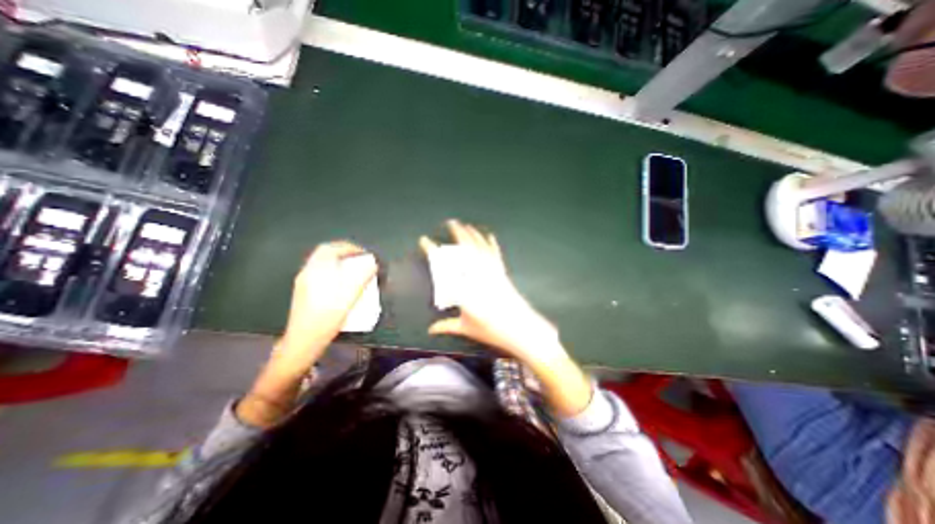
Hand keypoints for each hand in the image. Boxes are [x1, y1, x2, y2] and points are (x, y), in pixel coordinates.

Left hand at [276, 243, 379, 373]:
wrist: (303, 341)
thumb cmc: (326, 318)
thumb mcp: (348, 297)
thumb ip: (361, 278)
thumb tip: (373, 264)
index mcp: (316, 271)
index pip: (331, 248)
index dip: (350, 247)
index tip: (364, 254)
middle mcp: (307, 272)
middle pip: (325, 253)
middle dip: (344, 252)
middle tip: (360, 258)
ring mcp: (304, 281)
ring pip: (322, 262)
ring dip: (339, 260)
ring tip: (354, 268)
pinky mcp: (304, 291)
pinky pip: (321, 271)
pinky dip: (334, 269)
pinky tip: (342, 281)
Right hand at [420, 222, 556, 364]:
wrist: (520, 328)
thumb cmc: (491, 328)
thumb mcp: (466, 328)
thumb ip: (447, 326)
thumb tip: (432, 330)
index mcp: (463, 287)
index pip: (444, 264)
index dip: (433, 250)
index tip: (425, 241)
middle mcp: (477, 274)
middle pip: (465, 248)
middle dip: (457, 233)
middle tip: (450, 223)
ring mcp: (491, 271)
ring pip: (480, 248)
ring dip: (473, 235)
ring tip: (466, 225)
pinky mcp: (502, 273)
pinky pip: (495, 254)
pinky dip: (492, 244)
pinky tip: (490, 236)